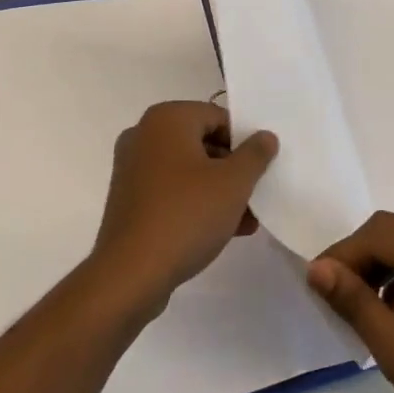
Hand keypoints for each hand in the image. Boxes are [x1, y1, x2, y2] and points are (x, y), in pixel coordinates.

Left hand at [92, 101, 277, 315]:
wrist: (130, 275)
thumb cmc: (186, 215)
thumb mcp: (234, 182)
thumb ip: (255, 154)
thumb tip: (265, 136)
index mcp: (167, 119)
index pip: (218, 117)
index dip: (244, 142)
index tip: (260, 169)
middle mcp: (144, 135)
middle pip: (202, 143)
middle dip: (233, 170)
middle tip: (255, 195)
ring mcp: (132, 168)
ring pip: (188, 171)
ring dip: (218, 191)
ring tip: (246, 220)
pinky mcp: (128, 200)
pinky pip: (170, 191)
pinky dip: (195, 203)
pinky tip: (222, 231)